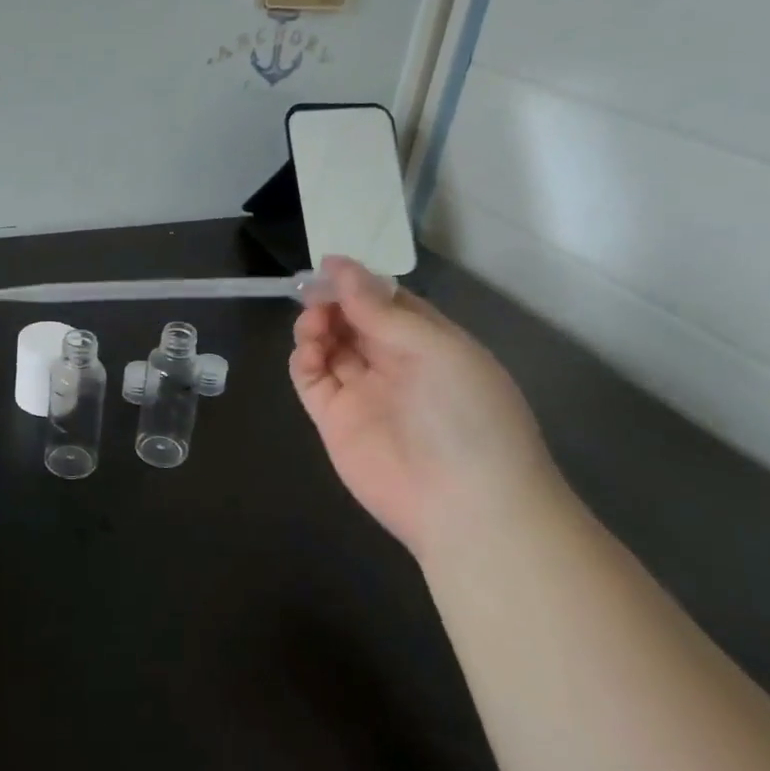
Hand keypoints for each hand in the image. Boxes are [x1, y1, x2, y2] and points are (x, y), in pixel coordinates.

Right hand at [290, 257, 558, 557]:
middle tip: (314, 294)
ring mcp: (363, 393)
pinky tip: (308, 350)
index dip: (358, 283)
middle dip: (332, 302)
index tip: (328, 266)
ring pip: (329, 346)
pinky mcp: (334, 420)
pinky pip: (311, 379)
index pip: (388, 302)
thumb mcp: (434, 348)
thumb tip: (339, 267)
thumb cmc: (466, 413)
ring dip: (316, 326)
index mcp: (430, 343)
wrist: (465, 504)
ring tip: (315, 324)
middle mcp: (395, 365)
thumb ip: (380, 310)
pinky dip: (303, 358)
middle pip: (353, 321)